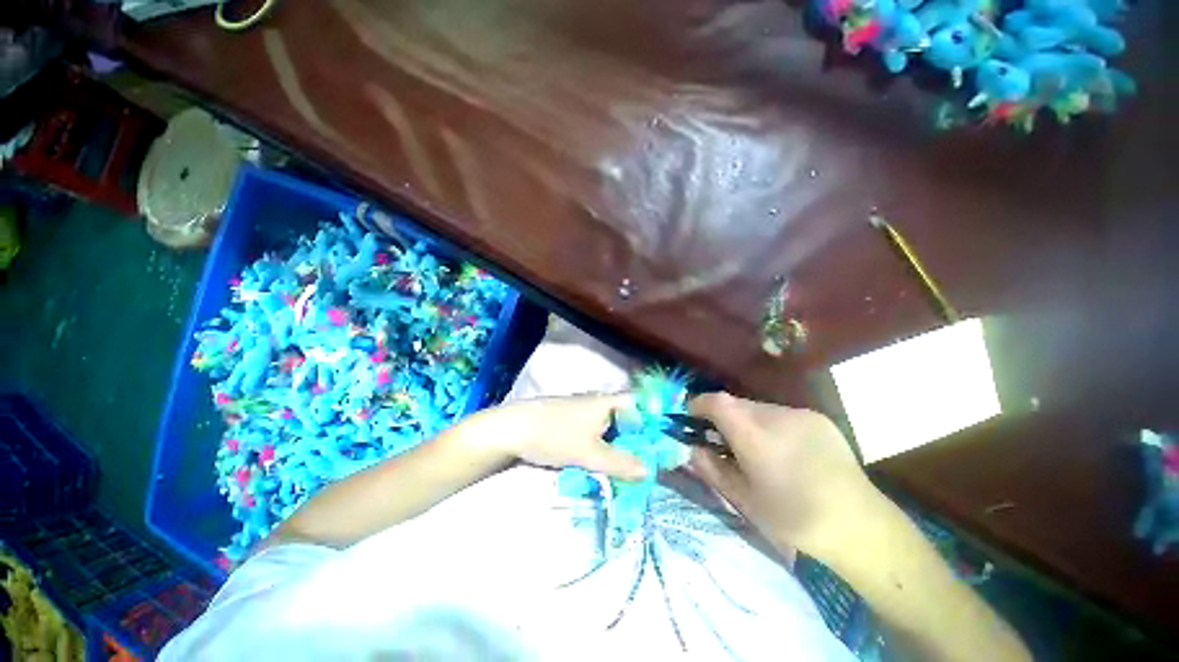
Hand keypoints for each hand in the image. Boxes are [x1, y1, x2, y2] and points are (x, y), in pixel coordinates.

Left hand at [468, 394, 646, 480]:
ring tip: (632, 466)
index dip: (654, 419)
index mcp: (606, 402)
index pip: (639, 404)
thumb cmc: (555, 435)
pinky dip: (604, 446)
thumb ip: (619, 462)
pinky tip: (605, 462)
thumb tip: (649, 470)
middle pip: (626, 418)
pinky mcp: (571, 423)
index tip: (665, 441)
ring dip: (620, 445)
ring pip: (611, 427)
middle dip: (638, 438)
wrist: (513, 430)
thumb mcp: (589, 453)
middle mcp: (597, 403)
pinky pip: (596, 433)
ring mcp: (583, 412)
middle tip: (651, 460)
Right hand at [687, 393, 879, 555]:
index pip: (716, 402)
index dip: (698, 404)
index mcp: (754, 436)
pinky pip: (781, 414)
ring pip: (758, 408)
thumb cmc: (793, 519)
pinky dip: (771, 425)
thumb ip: (712, 468)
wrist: (859, 526)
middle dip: (723, 417)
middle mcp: (775, 416)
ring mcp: (800, 414)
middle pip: (736, 404)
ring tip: (756, 450)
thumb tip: (692, 449)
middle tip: (722, 441)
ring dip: (748, 421)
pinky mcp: (818, 418)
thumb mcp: (744, 499)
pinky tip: (784, 451)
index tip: (691, 416)